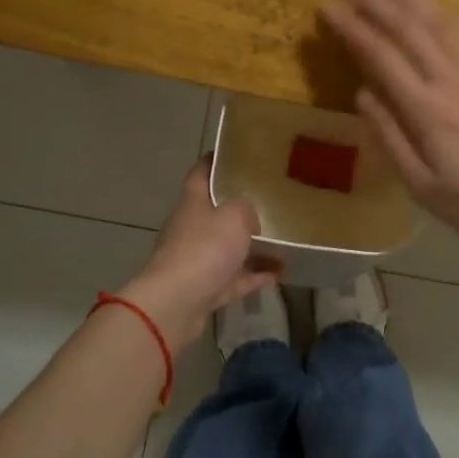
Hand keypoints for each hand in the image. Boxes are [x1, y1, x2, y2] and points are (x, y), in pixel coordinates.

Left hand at [119, 159, 279, 346]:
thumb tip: (249, 215)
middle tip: (270, 199)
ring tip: (282, 241)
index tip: (234, 154)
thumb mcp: (234, 215)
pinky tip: (278, 273)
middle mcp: (191, 228)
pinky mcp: (204, 289)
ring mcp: (196, 260)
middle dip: (239, 207)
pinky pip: (234, 279)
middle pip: (215, 212)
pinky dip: (253, 275)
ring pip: (227, 248)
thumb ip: (246, 208)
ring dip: (252, 247)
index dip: (215, 161)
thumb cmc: (204, 249)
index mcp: (193, 203)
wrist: (176, 303)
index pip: (201, 173)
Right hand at [321, 0, 458, 268]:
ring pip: (438, 21)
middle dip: (374, 1)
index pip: (380, 55)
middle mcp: (452, 80)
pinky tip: (426, 6)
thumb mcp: (422, 187)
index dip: (351, 27)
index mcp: (427, 110)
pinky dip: (438, 12)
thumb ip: (390, 138)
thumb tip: (362, 94)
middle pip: (408, 27)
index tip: (327, 7)